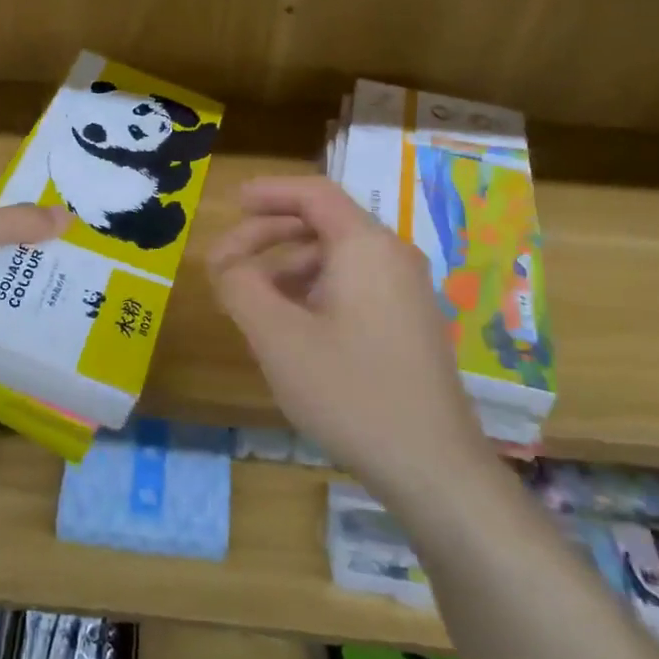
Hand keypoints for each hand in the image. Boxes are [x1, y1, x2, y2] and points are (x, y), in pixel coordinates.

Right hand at [209, 175, 488, 500]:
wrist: (432, 465)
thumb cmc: (350, 392)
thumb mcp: (278, 338)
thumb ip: (241, 287)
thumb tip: (226, 262)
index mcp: (366, 246)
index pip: (315, 194)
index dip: (270, 192)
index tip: (233, 203)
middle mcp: (392, 257)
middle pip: (325, 223)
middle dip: (270, 234)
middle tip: (227, 260)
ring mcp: (407, 291)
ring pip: (338, 257)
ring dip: (289, 266)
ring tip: (252, 297)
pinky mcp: (409, 322)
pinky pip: (354, 284)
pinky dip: (314, 288)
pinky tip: (291, 324)